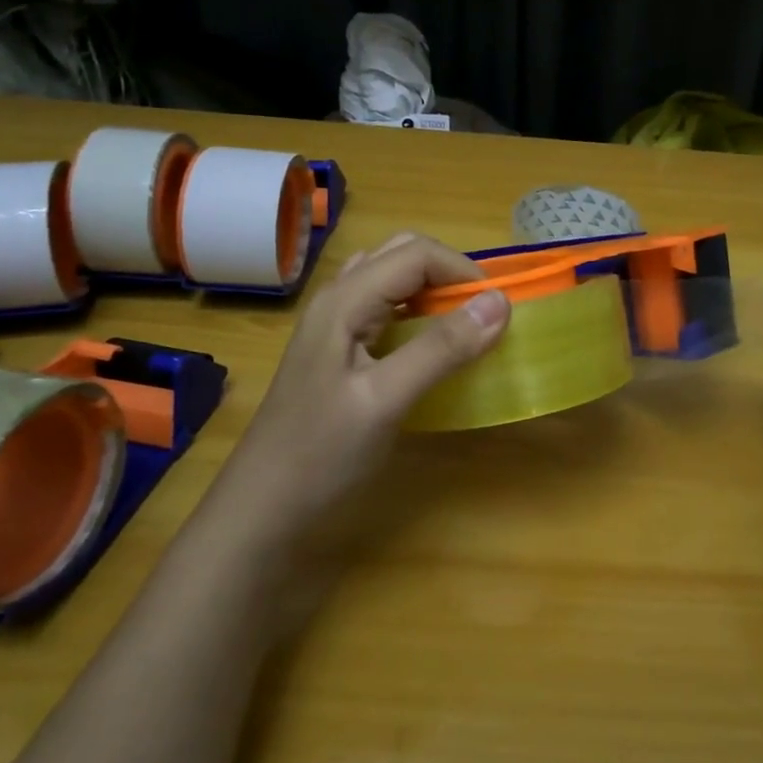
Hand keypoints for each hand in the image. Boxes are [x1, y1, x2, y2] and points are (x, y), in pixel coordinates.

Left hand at [215, 233, 508, 553]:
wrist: (262, 509)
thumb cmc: (321, 454)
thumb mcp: (386, 400)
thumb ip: (441, 348)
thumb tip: (500, 303)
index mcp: (344, 300)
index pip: (416, 253)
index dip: (463, 271)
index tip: (499, 311)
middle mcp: (337, 299)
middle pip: (402, 256)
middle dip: (449, 274)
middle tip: (482, 316)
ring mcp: (334, 325)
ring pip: (393, 280)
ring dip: (433, 291)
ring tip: (463, 326)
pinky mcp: (339, 350)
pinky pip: (385, 309)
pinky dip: (418, 313)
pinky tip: (429, 346)